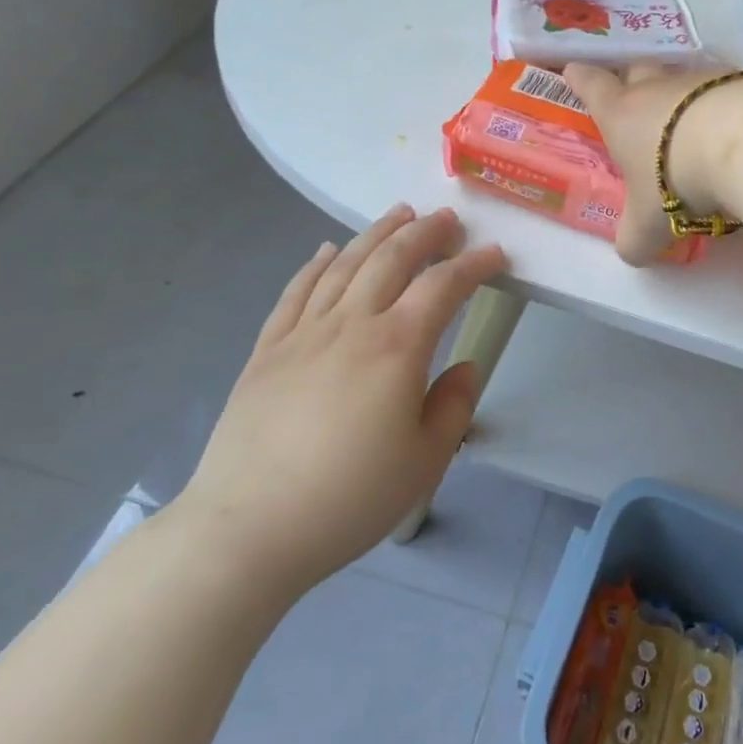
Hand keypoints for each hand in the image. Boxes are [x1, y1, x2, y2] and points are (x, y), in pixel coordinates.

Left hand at [172, 204, 506, 600]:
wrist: (248, 529)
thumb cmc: (349, 498)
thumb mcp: (426, 461)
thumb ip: (454, 406)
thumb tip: (464, 367)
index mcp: (397, 347)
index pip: (443, 287)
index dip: (473, 264)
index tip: (494, 253)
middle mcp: (351, 324)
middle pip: (392, 259)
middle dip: (425, 233)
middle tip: (447, 219)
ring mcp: (303, 333)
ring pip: (345, 264)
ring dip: (376, 234)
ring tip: (399, 215)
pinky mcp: (267, 350)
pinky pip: (296, 292)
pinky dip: (317, 264)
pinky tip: (328, 250)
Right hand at [563, 62, 742, 265]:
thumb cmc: (676, 178)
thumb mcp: (648, 224)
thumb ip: (635, 239)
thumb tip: (632, 251)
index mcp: (621, 114)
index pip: (592, 86)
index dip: (580, 79)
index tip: (574, 70)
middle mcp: (657, 88)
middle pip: (637, 70)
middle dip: (632, 79)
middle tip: (634, 94)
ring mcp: (700, 79)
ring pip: (683, 77)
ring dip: (683, 94)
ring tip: (691, 117)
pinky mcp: (742, 80)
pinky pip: (726, 86)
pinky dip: (725, 101)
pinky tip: (736, 123)